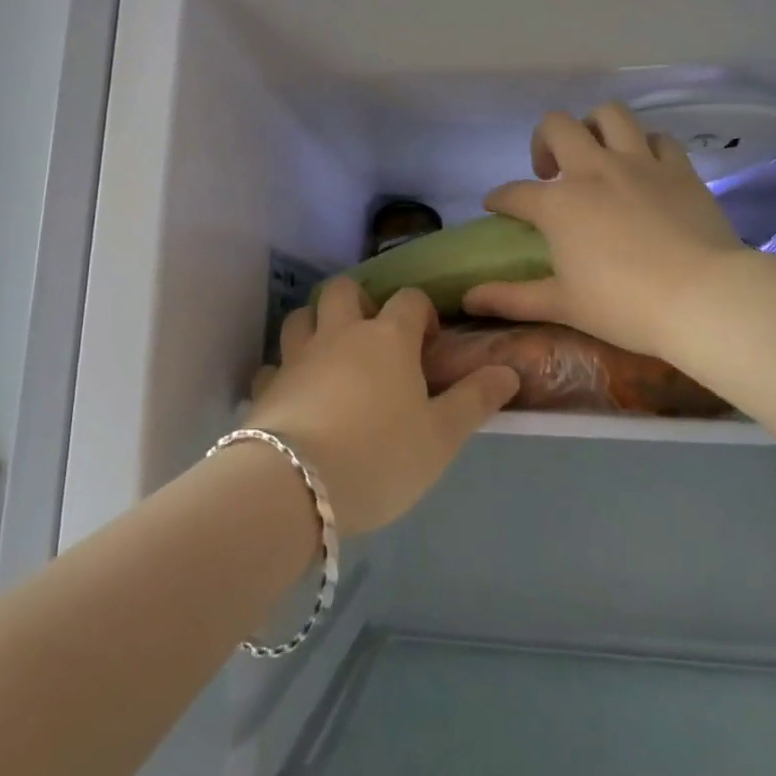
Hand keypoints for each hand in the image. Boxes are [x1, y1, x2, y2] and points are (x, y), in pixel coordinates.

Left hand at [245, 279, 518, 536]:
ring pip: (301, 317)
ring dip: (316, 324)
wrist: (296, 486)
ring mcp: (298, 357)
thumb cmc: (380, 457)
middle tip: (372, 336)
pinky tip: (296, 395)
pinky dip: (286, 372)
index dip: (421, 312)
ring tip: (331, 356)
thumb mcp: (442, 437)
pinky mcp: (267, 386)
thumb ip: (475, 400)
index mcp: (387, 338)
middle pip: (343, 289)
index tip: (428, 342)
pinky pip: (275, 365)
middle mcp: (339, 334)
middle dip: (358, 301)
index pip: (408, 299)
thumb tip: (508, 370)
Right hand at [462, 104, 749, 360]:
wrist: (703, 298)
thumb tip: (468, 299)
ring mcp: (639, 164)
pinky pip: (659, 139)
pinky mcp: (679, 169)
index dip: (499, 198)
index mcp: (558, 204)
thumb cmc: (624, 305)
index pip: (514, 193)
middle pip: (557, 126)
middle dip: (544, 141)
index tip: (496, 206)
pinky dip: (645, 146)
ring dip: (594, 127)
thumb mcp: (562, 305)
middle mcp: (593, 170)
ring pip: (610, 115)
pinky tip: (644, 167)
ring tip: (595, 153)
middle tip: (549, 172)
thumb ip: (510, 298)